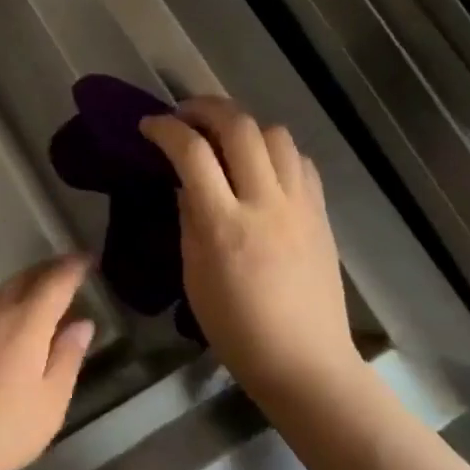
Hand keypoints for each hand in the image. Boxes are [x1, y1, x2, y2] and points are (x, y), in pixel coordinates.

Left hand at [0, 256, 93, 469]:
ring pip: (0, 292)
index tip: (87, 259)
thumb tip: (82, 323)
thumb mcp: (49, 403)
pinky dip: (2, 307)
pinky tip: (5, 327)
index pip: (54, 281)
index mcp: (24, 321)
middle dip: (47, 270)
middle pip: (24, 278)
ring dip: (23, 287)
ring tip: (40, 297)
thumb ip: (67, 358)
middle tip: (67, 271)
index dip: (73, 267)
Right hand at [139, 96, 357, 395]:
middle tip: (184, 115)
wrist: (304, 361)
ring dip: (244, 125)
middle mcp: (266, 203)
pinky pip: (300, 161)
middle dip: (205, 108)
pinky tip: (261, 166)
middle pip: (239, 126)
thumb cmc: (235, 327)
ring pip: (276, 133)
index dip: (165, 129)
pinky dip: (275, 150)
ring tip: (224, 138)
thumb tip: (186, 184)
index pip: (191, 153)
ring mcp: (300, 205)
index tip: (148, 125)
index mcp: (224, 223)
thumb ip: (189, 220)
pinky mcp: (321, 213)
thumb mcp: (193, 274)